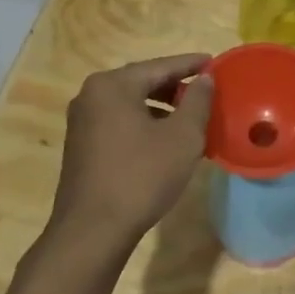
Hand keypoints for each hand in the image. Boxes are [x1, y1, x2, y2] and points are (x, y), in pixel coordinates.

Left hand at [45, 53, 214, 261]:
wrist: (92, 231)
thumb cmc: (141, 176)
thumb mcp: (182, 136)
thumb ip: (197, 101)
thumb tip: (205, 78)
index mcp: (113, 85)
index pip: (160, 66)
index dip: (190, 64)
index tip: (214, 62)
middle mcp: (91, 96)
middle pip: (142, 82)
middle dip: (175, 86)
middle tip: (204, 91)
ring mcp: (81, 122)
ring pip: (130, 104)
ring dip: (161, 107)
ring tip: (190, 118)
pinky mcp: (80, 146)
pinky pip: (119, 122)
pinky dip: (144, 123)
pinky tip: (164, 140)